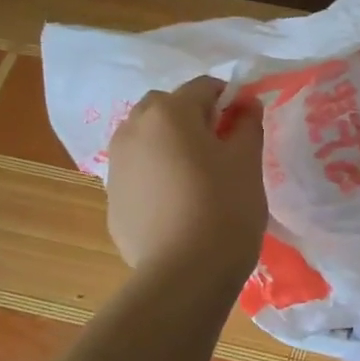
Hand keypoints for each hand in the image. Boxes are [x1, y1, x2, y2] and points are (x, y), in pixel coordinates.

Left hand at [106, 78, 266, 274]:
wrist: (184, 273)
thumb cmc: (224, 206)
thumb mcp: (248, 160)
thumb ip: (247, 124)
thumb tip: (245, 104)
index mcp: (169, 112)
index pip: (204, 87)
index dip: (230, 100)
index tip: (247, 125)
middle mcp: (133, 129)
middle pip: (167, 108)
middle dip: (193, 117)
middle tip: (222, 148)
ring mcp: (116, 166)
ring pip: (148, 139)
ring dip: (171, 145)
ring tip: (199, 177)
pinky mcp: (112, 199)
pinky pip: (139, 172)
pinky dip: (158, 175)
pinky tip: (180, 205)